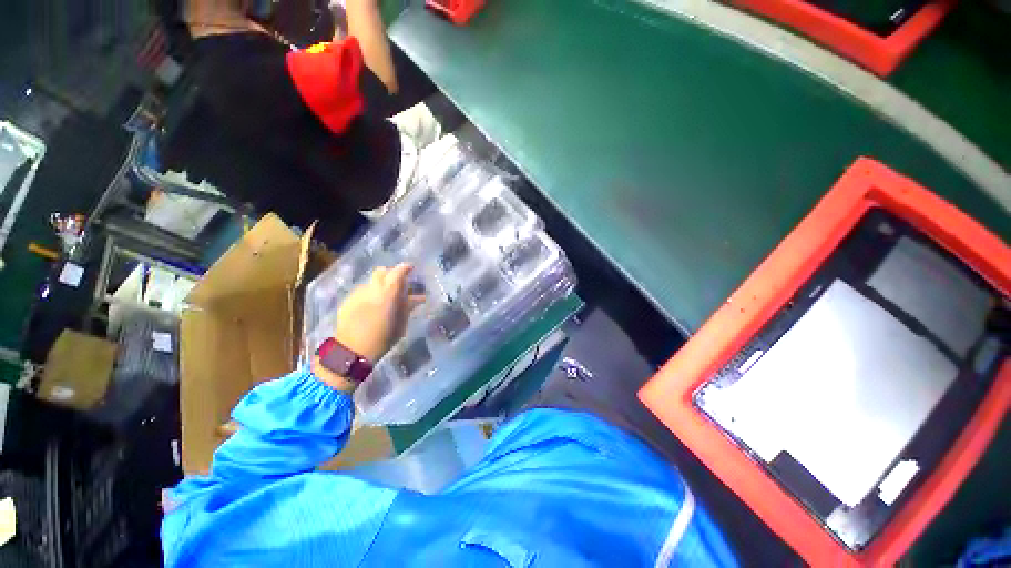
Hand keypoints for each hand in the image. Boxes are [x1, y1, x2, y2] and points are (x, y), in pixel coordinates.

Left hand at [333, 264, 421, 362]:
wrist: (353, 351)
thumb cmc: (383, 338)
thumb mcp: (402, 322)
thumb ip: (408, 306)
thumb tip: (418, 297)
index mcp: (388, 292)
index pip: (398, 271)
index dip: (406, 268)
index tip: (411, 268)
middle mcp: (372, 288)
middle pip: (382, 271)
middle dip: (391, 274)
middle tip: (397, 284)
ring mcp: (358, 293)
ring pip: (371, 282)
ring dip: (380, 285)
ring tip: (384, 298)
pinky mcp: (347, 300)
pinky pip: (361, 291)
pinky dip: (369, 294)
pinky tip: (371, 307)